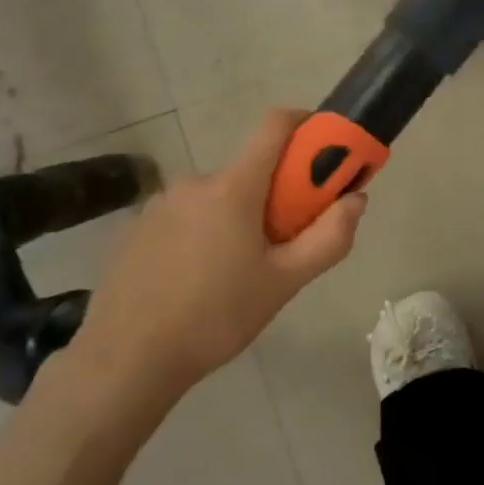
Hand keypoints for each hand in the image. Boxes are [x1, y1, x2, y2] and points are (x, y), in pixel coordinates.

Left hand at [69, 110, 365, 401]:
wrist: (127, 359)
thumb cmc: (215, 317)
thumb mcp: (284, 283)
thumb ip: (328, 238)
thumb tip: (356, 199)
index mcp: (234, 187)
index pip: (275, 126)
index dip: (306, 125)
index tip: (326, 150)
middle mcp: (195, 182)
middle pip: (249, 172)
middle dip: (274, 197)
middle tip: (280, 247)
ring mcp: (160, 204)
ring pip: (216, 198)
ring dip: (236, 219)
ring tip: (234, 276)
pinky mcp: (137, 228)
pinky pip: (185, 217)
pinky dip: (203, 234)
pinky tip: (196, 282)